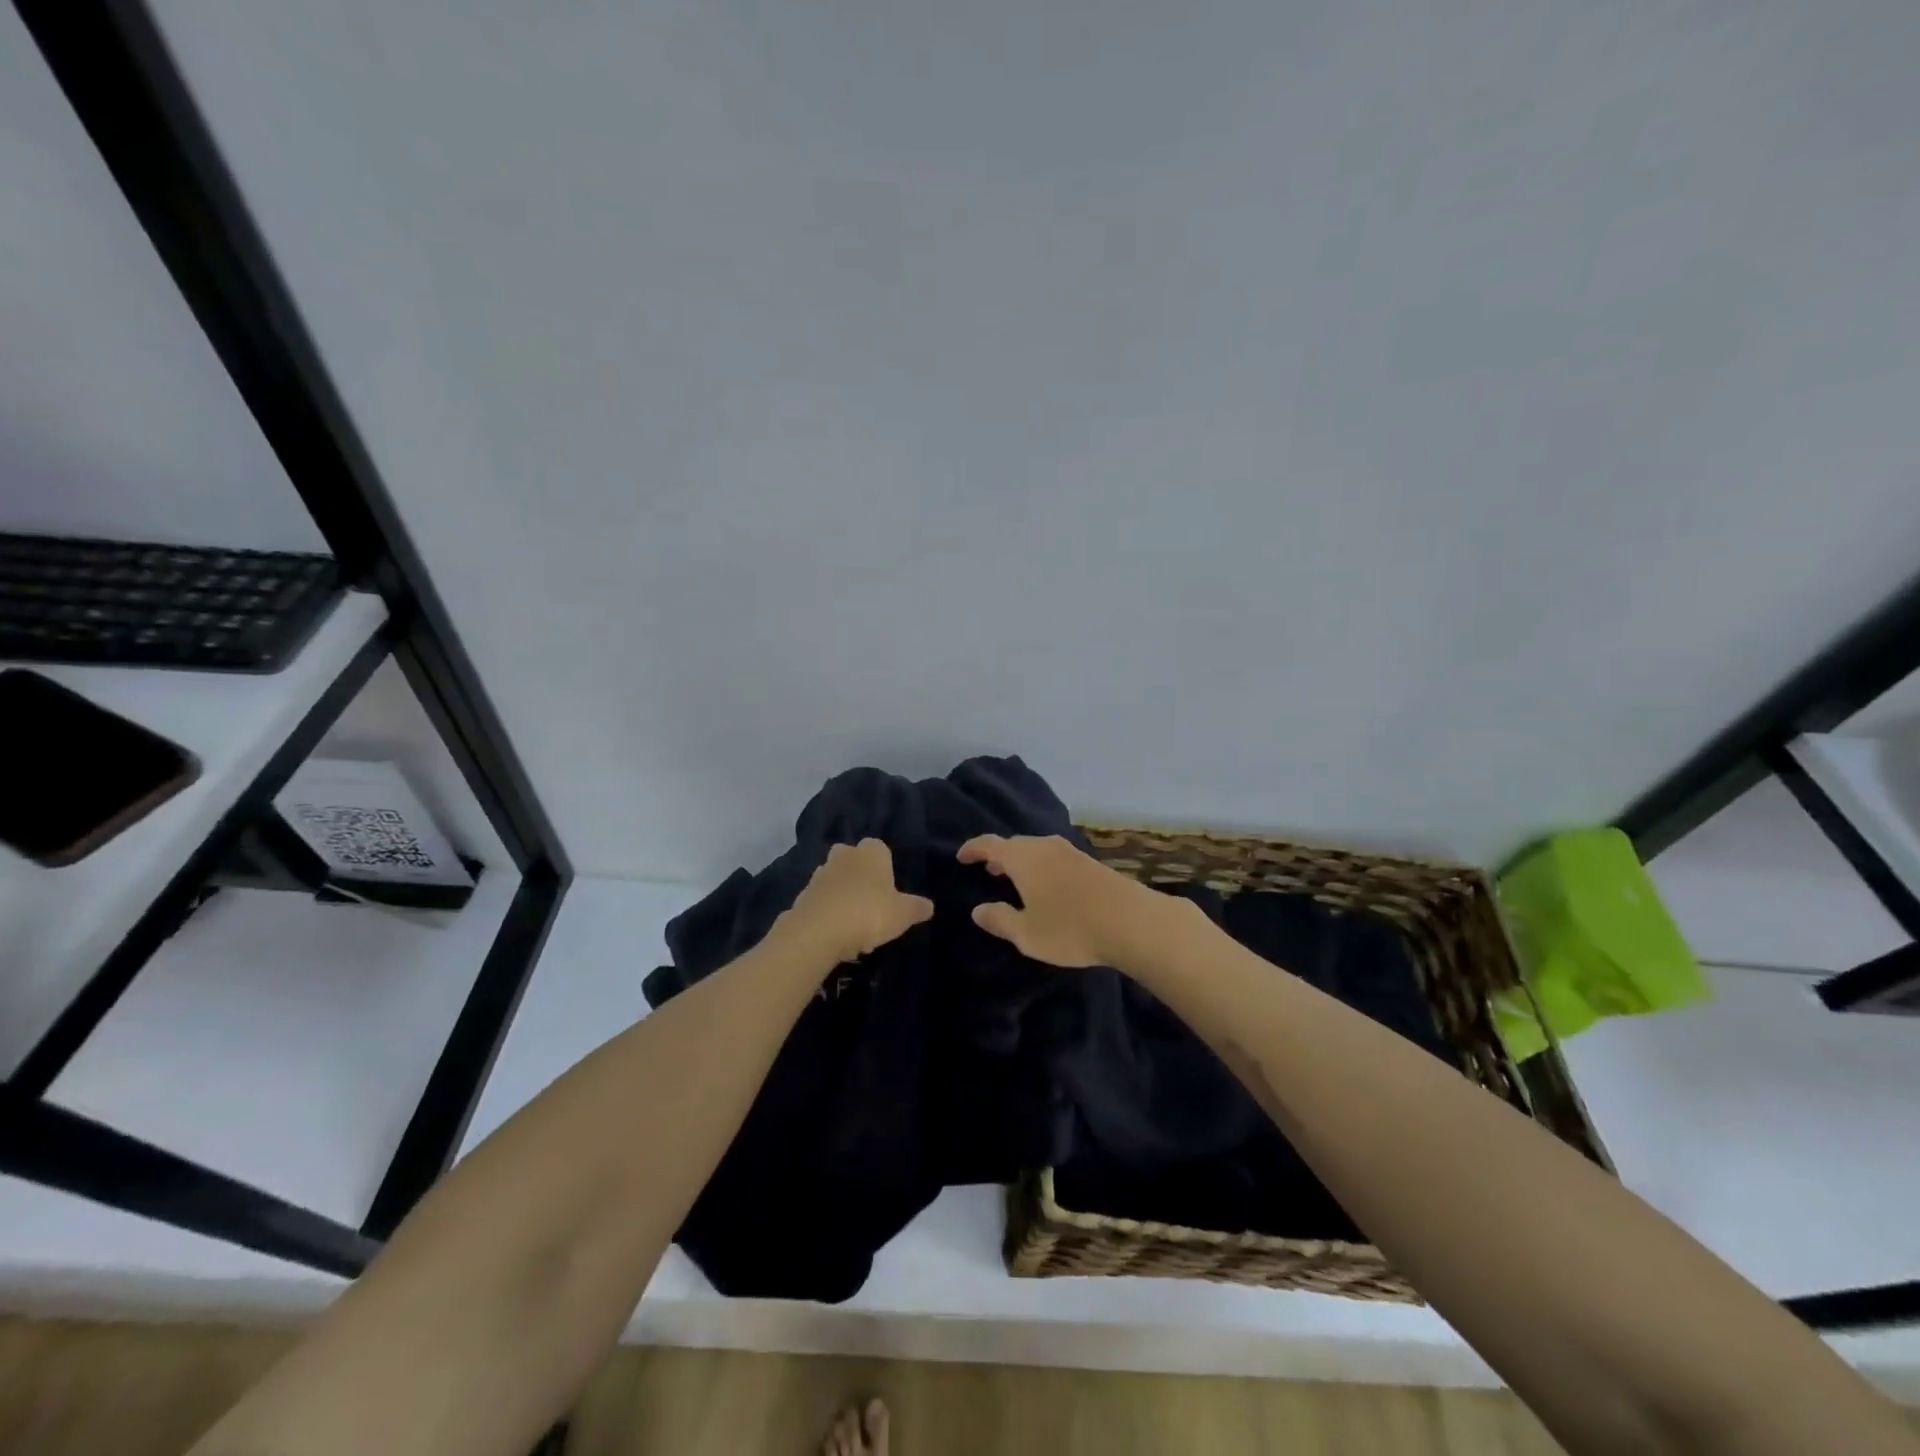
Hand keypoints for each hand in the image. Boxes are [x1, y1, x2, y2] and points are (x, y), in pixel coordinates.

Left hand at [778, 839, 934, 965]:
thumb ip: (916, 908)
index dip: (885, 868)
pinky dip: (828, 911)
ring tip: (854, 923)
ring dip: (843, 895)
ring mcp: (820, 873)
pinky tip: (836, 933)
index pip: (880, 849)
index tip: (890, 890)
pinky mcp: (802, 895)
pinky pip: (821, 900)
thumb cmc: (869, 913)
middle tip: (871, 902)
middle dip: (860, 876)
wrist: (818, 931)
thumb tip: (929, 906)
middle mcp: (844, 855)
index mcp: (871, 851)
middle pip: (854, 860)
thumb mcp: (903, 914)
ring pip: (836, 880)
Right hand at [957, 834, 1168, 967]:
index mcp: (1023, 858)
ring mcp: (1070, 851)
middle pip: (1015, 844)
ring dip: (1022, 860)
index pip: (989, 844)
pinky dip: (1042, 866)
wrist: (1132, 921)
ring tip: (1015, 878)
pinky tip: (1048, 885)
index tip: (961, 857)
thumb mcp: (1027, 934)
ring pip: (1037, 849)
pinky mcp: (1090, 862)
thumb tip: (978, 909)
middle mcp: (1045, 846)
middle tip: (988, 870)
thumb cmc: (1070, 928)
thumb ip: (1000, 919)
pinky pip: (1055, 857)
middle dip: (999, 855)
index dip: (973, 849)